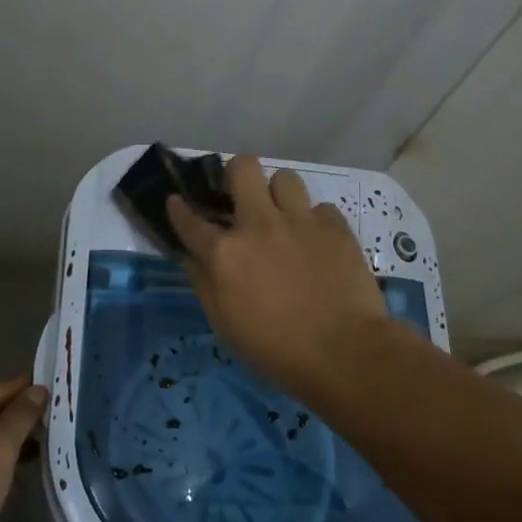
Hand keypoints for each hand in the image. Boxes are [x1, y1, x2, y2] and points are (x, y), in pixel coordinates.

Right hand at [168, 155, 389, 395]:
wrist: (344, 353)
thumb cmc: (276, 350)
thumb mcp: (225, 325)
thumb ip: (204, 284)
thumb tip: (191, 257)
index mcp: (225, 254)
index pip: (190, 220)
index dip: (178, 208)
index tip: (176, 201)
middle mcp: (259, 225)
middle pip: (242, 168)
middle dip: (236, 174)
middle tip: (241, 196)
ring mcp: (300, 221)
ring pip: (285, 177)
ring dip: (279, 194)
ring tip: (284, 215)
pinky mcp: (336, 227)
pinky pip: (321, 208)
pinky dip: (315, 222)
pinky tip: (317, 242)